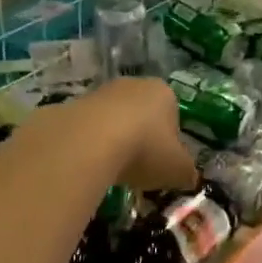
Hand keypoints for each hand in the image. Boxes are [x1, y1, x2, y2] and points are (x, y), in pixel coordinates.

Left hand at [74, 78, 198, 193]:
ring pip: (114, 120)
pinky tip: (90, 165)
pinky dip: (90, 146)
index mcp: (164, 93)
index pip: (173, 115)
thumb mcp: (178, 169)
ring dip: (114, 141)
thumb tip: (188, 177)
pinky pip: (89, 129)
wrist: (89, 142)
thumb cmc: (145, 150)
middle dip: (141, 138)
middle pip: (142, 114)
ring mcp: (100, 92)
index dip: (170, 141)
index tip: (163, 163)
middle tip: (139, 167)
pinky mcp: (72, 105)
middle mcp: (133, 85)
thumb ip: (186, 172)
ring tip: (112, 170)